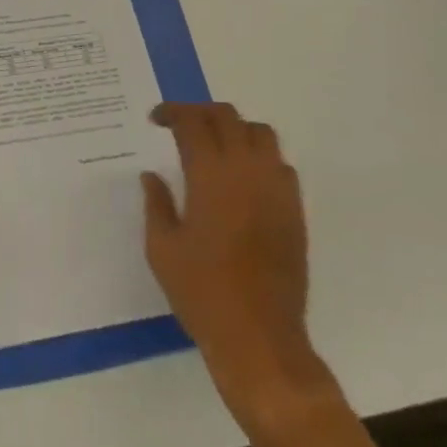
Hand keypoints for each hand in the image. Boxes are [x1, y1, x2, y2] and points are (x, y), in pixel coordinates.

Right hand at [141, 103, 334, 437]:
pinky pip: (280, 163)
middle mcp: (246, 171)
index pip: (193, 122)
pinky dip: (259, 155)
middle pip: (227, 116)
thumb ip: (156, 203)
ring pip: (260, 133)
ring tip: (214, 144)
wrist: (258, 334)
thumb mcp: (161, 247)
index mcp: (210, 175)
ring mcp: (276, 189)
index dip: (172, 112)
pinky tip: (242, 177)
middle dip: (200, 112)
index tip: (155, 119)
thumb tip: (152, 176)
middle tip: (180, 125)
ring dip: (234, 128)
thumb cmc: (200, 291)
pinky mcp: (294, 210)